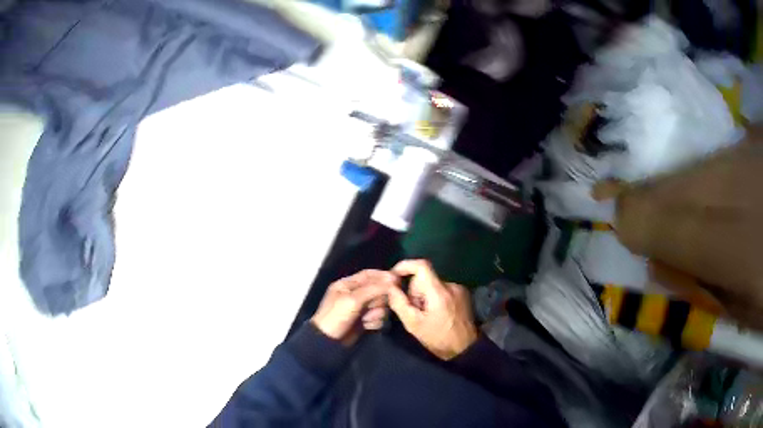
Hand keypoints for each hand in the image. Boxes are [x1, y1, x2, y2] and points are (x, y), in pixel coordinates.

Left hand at [311, 270, 397, 345]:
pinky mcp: (365, 321)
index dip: (383, 276)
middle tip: (372, 306)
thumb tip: (393, 279)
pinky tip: (366, 326)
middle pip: (378, 291)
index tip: (397, 280)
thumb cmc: (336, 317)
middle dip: (378, 300)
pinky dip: (375, 322)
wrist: (329, 343)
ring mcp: (360, 309)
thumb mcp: (353, 300)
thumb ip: (373, 289)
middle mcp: (355, 294)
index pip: (369, 275)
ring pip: (381, 305)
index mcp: (348, 284)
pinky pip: (379, 318)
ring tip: (365, 319)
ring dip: (376, 313)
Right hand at [387, 260, 477, 359]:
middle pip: (425, 278)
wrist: (465, 348)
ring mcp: (459, 289)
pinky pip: (442, 289)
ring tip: (427, 315)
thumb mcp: (413, 324)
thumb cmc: (438, 338)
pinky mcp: (463, 294)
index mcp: (438, 291)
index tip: (394, 276)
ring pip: (433, 284)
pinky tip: (437, 314)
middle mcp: (451, 285)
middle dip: (415, 291)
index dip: (405, 266)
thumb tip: (390, 287)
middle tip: (415, 310)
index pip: (421, 265)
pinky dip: (435, 298)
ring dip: (425, 296)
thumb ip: (399, 303)